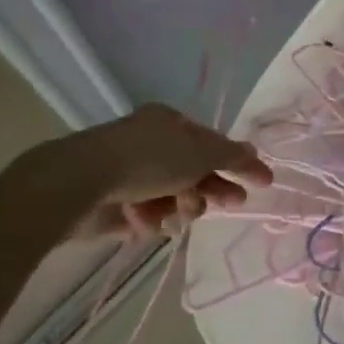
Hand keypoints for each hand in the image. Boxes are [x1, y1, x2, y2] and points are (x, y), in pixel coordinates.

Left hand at [0, 104, 272, 244]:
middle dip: (211, 188)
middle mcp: (150, 145)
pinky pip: (147, 215)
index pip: (212, 143)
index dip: (237, 162)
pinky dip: (150, 218)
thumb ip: (231, 155)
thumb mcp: (199, 152)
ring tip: (175, 212)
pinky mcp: (114, 203)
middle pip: (194, 172)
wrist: (81, 182)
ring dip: (180, 206)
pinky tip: (144, 220)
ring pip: (172, 197)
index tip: (262, 182)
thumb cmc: (148, 159)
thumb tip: (254, 152)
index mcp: (169, 123)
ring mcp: (130, 174)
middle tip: (229, 204)